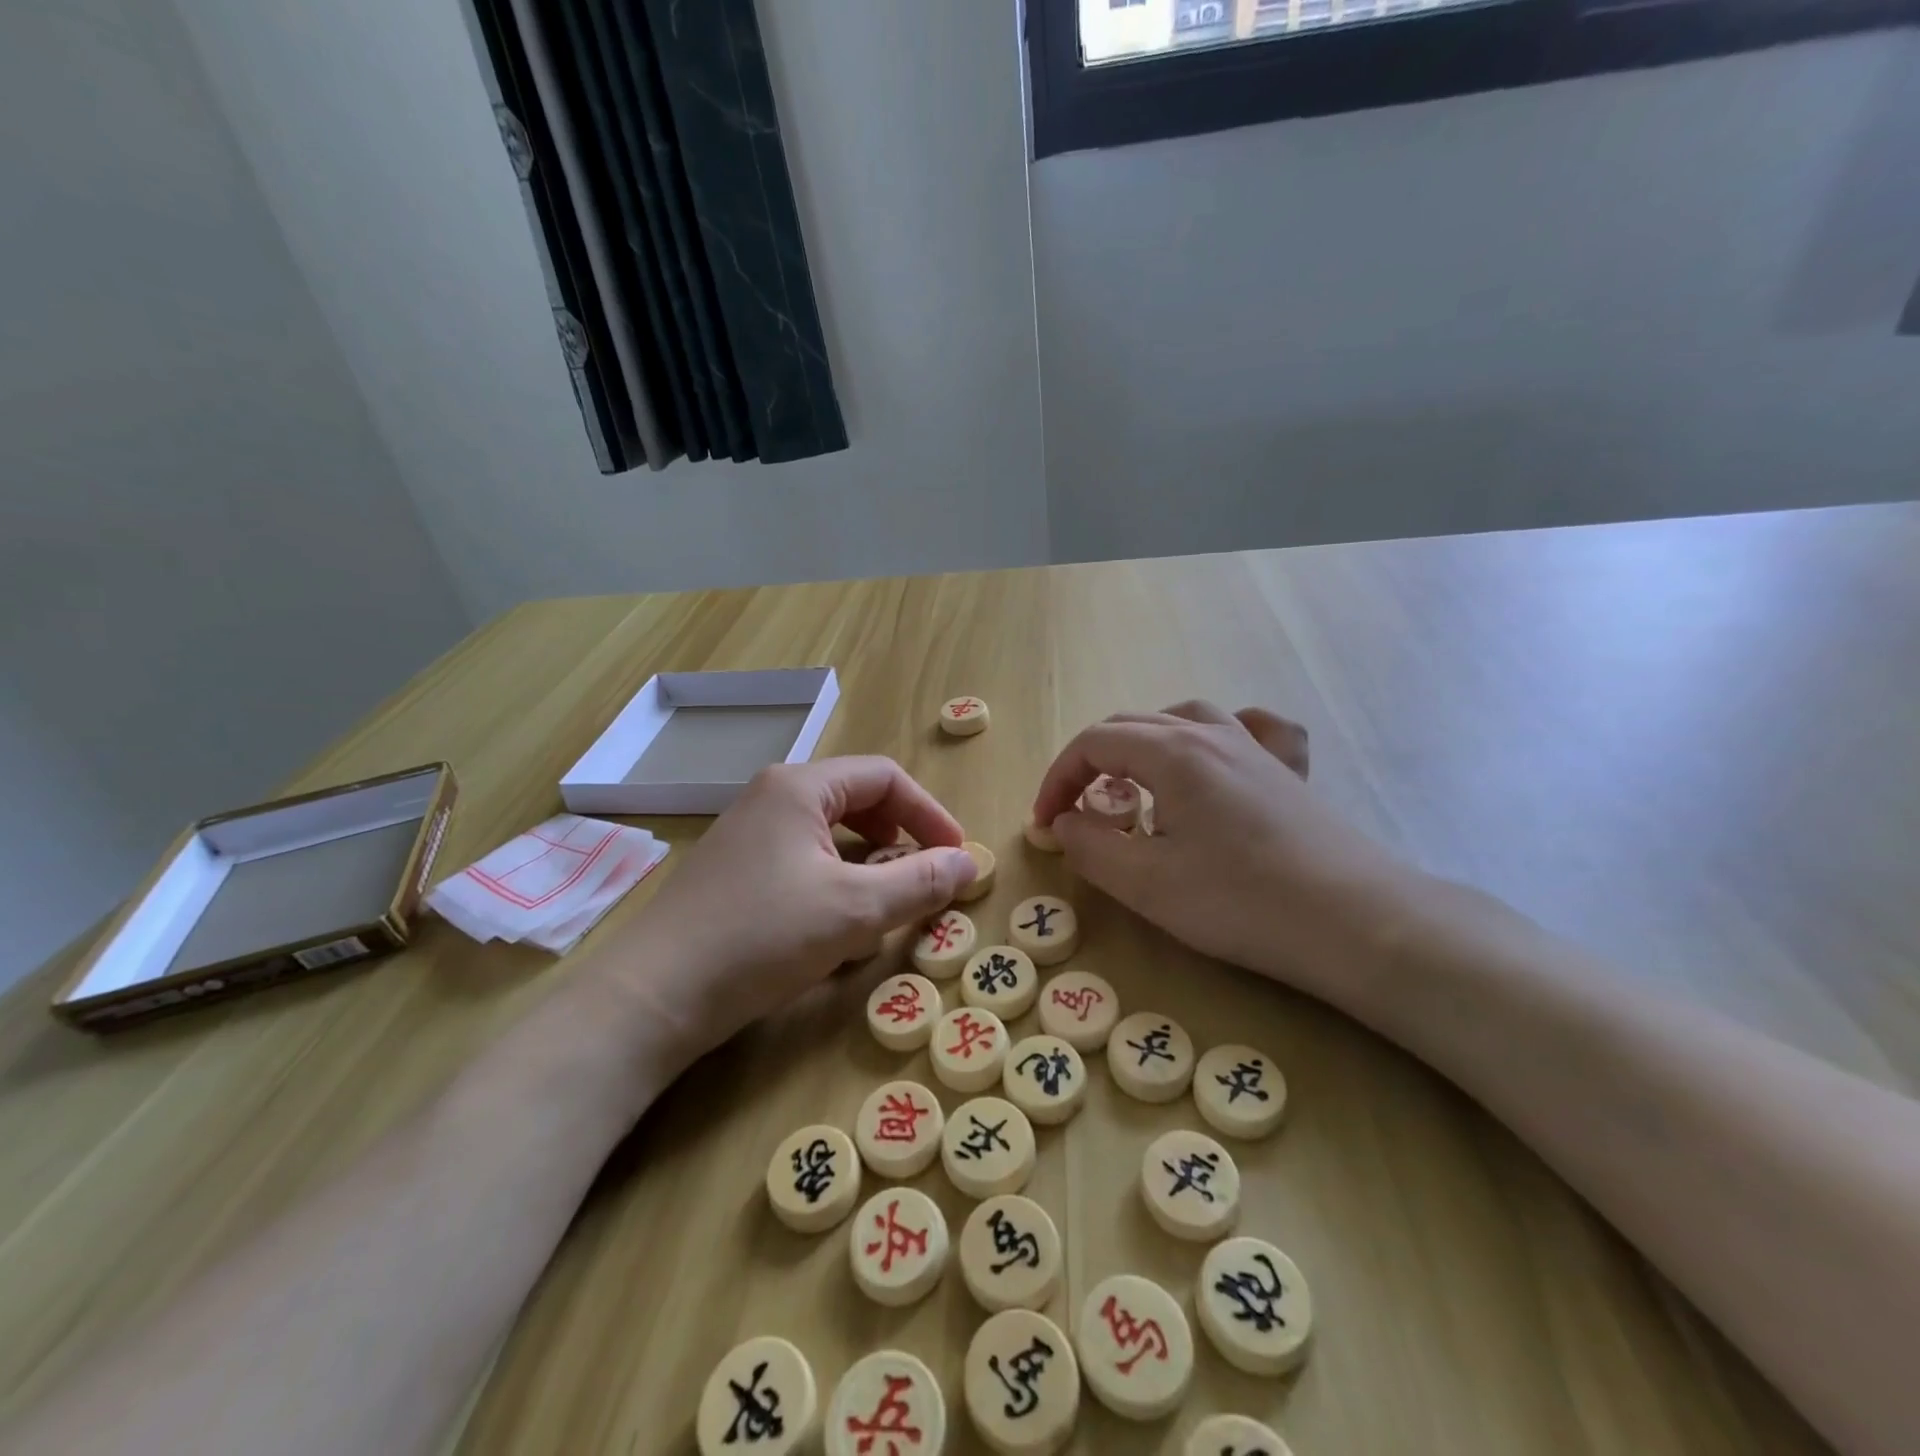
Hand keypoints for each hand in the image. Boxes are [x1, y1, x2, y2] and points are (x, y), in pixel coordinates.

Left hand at [612, 757, 976, 1056]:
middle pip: (857, 800)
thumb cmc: (762, 937)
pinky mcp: (735, 872)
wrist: (654, 996)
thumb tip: (969, 863)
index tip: (957, 856)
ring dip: (867, 866)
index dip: (929, 813)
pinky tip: (834, 930)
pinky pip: (802, 862)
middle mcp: (771, 797)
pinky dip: (833, 885)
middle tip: (923, 876)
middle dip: (898, 839)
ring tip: (882, 907)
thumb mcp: (855, 911)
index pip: (885, 778)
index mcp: (800, 787)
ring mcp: (748, 834)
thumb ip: (920, 882)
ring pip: (829, 835)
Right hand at [1030, 702, 1410, 990]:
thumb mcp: (1146, 884)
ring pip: (1181, 719)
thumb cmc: (1240, 902)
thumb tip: (1065, 821)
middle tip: (1076, 812)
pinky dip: (1213, 736)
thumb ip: (1090, 846)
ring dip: (1140, 745)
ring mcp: (1254, 747)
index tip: (1045, 824)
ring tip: (1132, 785)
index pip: (1092, 743)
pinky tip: (1217, 758)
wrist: (1355, 921)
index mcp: (1171, 753)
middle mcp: (1211, 733)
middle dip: (1090, 764)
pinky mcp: (1285, 771)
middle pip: (1130, 725)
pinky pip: (1246, 729)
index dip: (1057, 779)